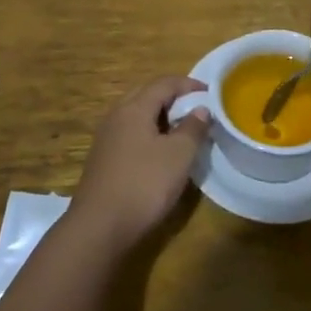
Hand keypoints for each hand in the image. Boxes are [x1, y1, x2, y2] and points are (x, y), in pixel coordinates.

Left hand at [71, 76, 210, 250]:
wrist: (99, 227)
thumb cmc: (144, 184)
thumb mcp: (178, 155)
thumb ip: (192, 128)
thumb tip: (201, 109)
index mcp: (134, 108)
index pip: (164, 83)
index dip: (189, 84)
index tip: (211, 92)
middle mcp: (116, 116)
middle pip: (147, 95)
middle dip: (173, 98)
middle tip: (197, 109)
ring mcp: (106, 139)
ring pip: (137, 116)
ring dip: (161, 117)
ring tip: (183, 131)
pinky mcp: (103, 159)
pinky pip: (130, 134)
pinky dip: (149, 134)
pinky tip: (161, 153)